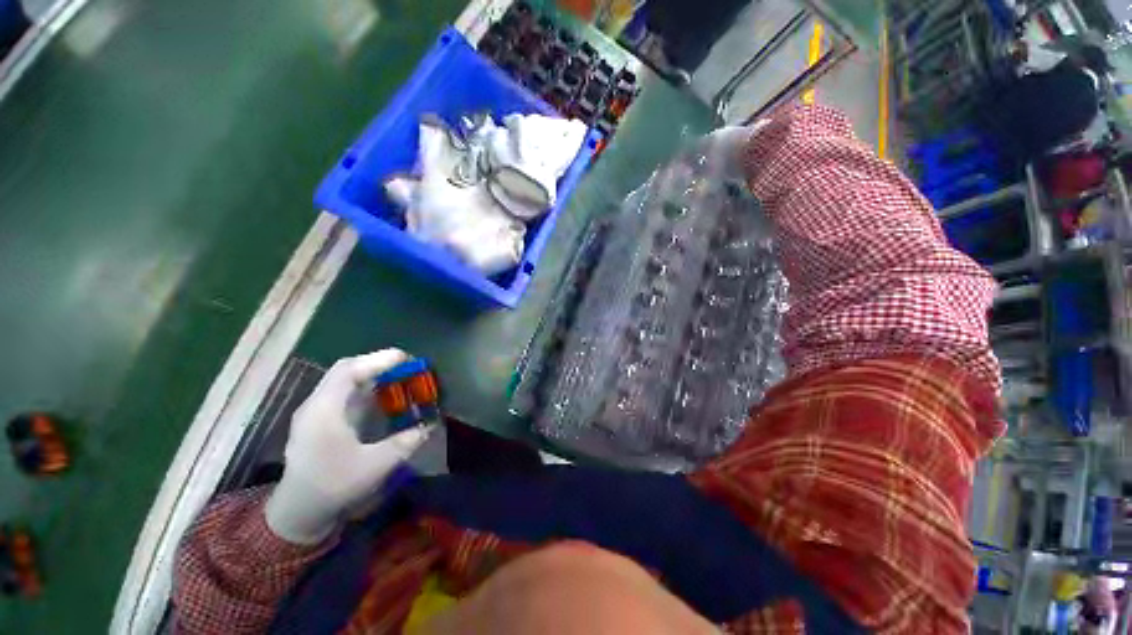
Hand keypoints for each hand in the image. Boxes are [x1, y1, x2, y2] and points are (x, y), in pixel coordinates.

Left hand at [264, 349, 431, 543]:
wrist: (299, 513)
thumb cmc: (332, 487)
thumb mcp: (374, 466)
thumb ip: (404, 443)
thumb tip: (430, 426)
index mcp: (324, 411)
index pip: (349, 370)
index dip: (378, 360)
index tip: (407, 359)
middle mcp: (317, 405)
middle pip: (347, 370)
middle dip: (378, 364)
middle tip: (407, 367)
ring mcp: (317, 413)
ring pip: (346, 381)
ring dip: (373, 375)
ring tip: (400, 377)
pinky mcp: (321, 422)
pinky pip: (346, 394)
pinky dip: (367, 389)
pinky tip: (384, 397)